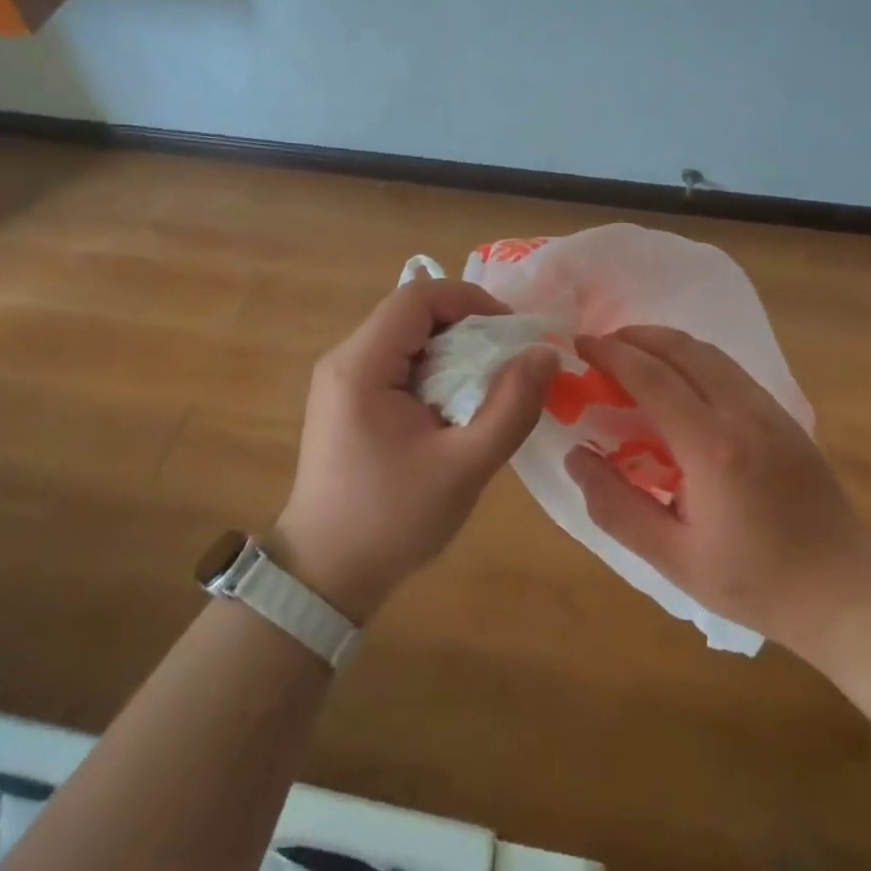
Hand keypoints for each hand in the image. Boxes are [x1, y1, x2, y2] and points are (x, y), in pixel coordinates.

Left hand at [272, 279, 557, 621]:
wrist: (325, 574)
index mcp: (361, 365)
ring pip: (408, 336)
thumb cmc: (392, 519)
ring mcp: (342, 379)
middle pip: (412, 312)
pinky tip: (457, 405)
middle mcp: (345, 359)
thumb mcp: (464, 465)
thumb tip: (545, 354)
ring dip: (454, 349)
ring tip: (489, 384)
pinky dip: (435, 370)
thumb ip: (511, 406)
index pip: (419, 296)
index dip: (471, 300)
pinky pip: (398, 363)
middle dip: (468, 325)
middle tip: (509, 361)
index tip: (512, 332)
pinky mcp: (347, 399)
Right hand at [566, 325, 870, 654]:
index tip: (580, 344)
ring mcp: (770, 409)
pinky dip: (693, 359)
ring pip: (710, 353)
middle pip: (683, 349)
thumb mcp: (673, 558)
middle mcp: (743, 413)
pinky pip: (730, 369)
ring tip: (632, 353)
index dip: (612, 354)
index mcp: (713, 448)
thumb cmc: (754, 582)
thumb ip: (617, 507)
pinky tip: (677, 379)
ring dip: (666, 343)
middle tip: (601, 344)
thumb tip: (575, 458)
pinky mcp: (785, 415)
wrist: (844, 590)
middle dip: (636, 336)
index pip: (653, 378)